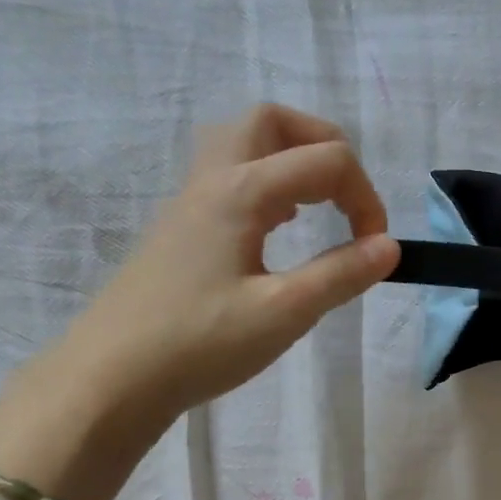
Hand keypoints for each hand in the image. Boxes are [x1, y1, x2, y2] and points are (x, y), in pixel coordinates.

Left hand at [41, 105, 398, 449]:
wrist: (111, 377)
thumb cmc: (200, 344)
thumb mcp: (284, 313)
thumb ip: (341, 274)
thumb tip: (390, 247)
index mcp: (242, 191)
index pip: (326, 161)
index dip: (366, 198)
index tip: (376, 250)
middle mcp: (213, 179)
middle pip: (273, 122)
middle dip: (324, 146)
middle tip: (347, 196)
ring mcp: (189, 201)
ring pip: (243, 143)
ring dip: (289, 158)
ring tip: (315, 205)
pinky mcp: (179, 227)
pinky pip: (227, 175)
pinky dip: (265, 182)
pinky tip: (276, 227)